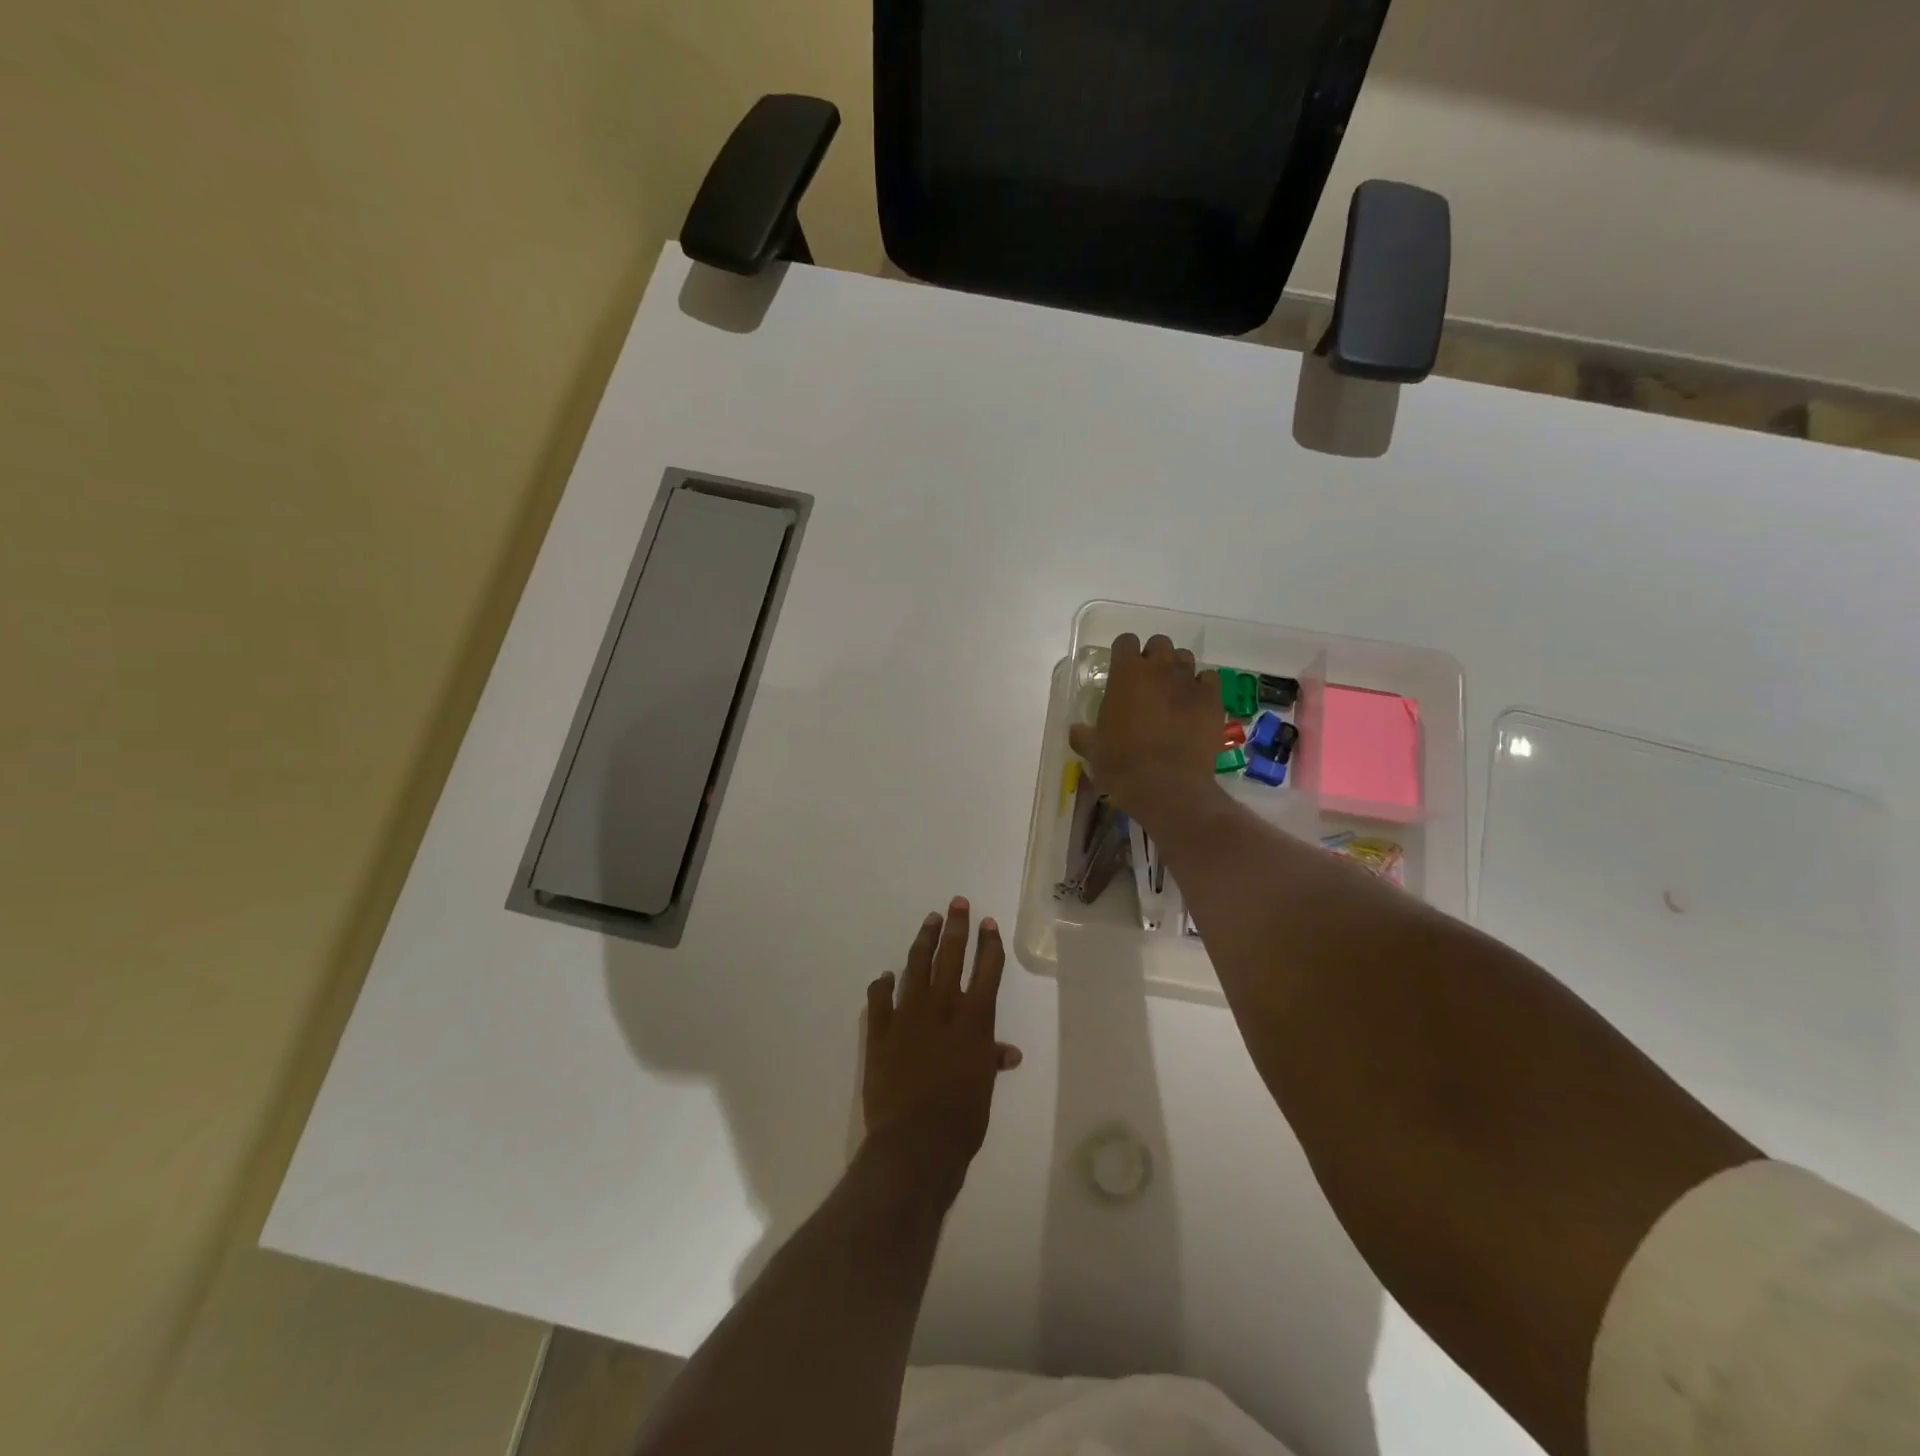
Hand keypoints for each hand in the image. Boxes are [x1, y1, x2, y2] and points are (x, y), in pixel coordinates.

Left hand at [863, 899, 1021, 1187]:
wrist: (916, 1141)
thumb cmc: (962, 1118)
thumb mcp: (984, 1087)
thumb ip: (990, 1060)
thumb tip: (1007, 1052)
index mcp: (974, 1020)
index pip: (986, 971)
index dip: (988, 945)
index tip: (988, 923)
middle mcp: (942, 1009)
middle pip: (951, 957)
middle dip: (957, 928)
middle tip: (958, 903)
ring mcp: (908, 1017)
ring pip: (916, 968)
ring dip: (924, 943)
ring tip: (930, 921)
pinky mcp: (880, 1033)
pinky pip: (880, 1001)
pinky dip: (882, 986)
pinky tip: (885, 975)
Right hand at [1068, 633, 1220, 814]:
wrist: (1166, 787)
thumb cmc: (1121, 766)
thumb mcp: (1092, 751)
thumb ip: (1084, 735)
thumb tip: (1077, 730)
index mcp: (1126, 674)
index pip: (1125, 641)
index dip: (1123, 654)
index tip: (1121, 671)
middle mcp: (1159, 669)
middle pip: (1159, 643)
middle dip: (1153, 658)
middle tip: (1148, 682)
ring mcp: (1189, 682)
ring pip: (1185, 658)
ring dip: (1177, 669)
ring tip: (1173, 692)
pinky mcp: (1213, 700)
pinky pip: (1210, 680)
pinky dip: (1202, 687)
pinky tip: (1195, 704)